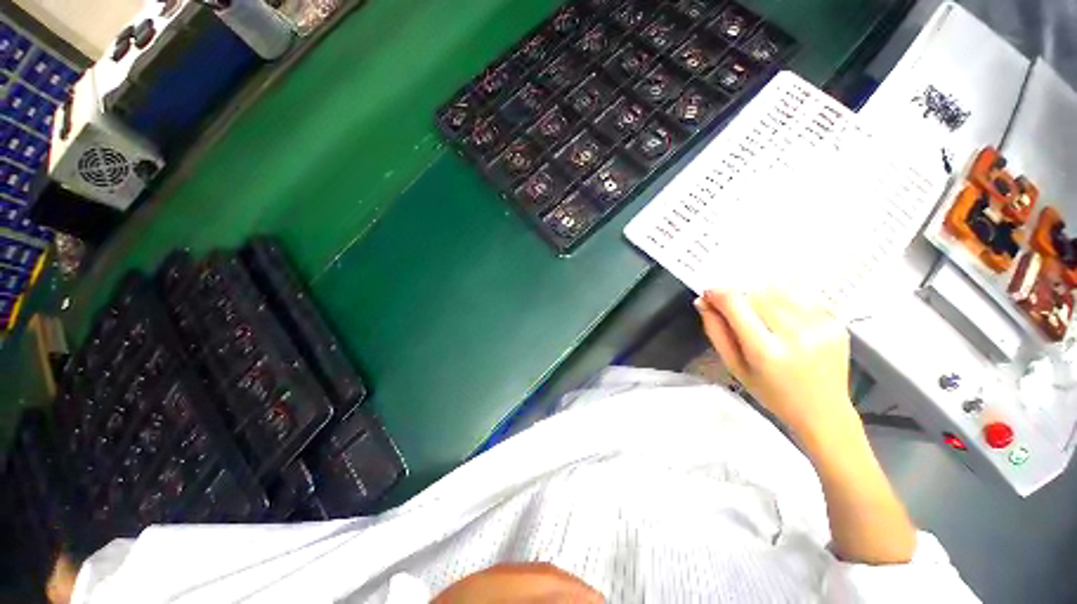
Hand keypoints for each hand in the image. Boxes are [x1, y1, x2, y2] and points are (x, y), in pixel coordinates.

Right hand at [694, 290, 854, 441]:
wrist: (823, 410)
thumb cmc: (773, 393)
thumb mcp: (734, 367)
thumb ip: (715, 331)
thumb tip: (703, 302)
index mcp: (766, 351)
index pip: (735, 303)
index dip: (717, 294)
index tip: (709, 295)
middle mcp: (796, 335)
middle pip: (755, 293)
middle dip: (738, 297)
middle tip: (734, 312)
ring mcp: (820, 326)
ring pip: (776, 289)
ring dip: (759, 296)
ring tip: (759, 317)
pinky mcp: (835, 320)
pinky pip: (799, 294)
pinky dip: (782, 298)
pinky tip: (781, 317)